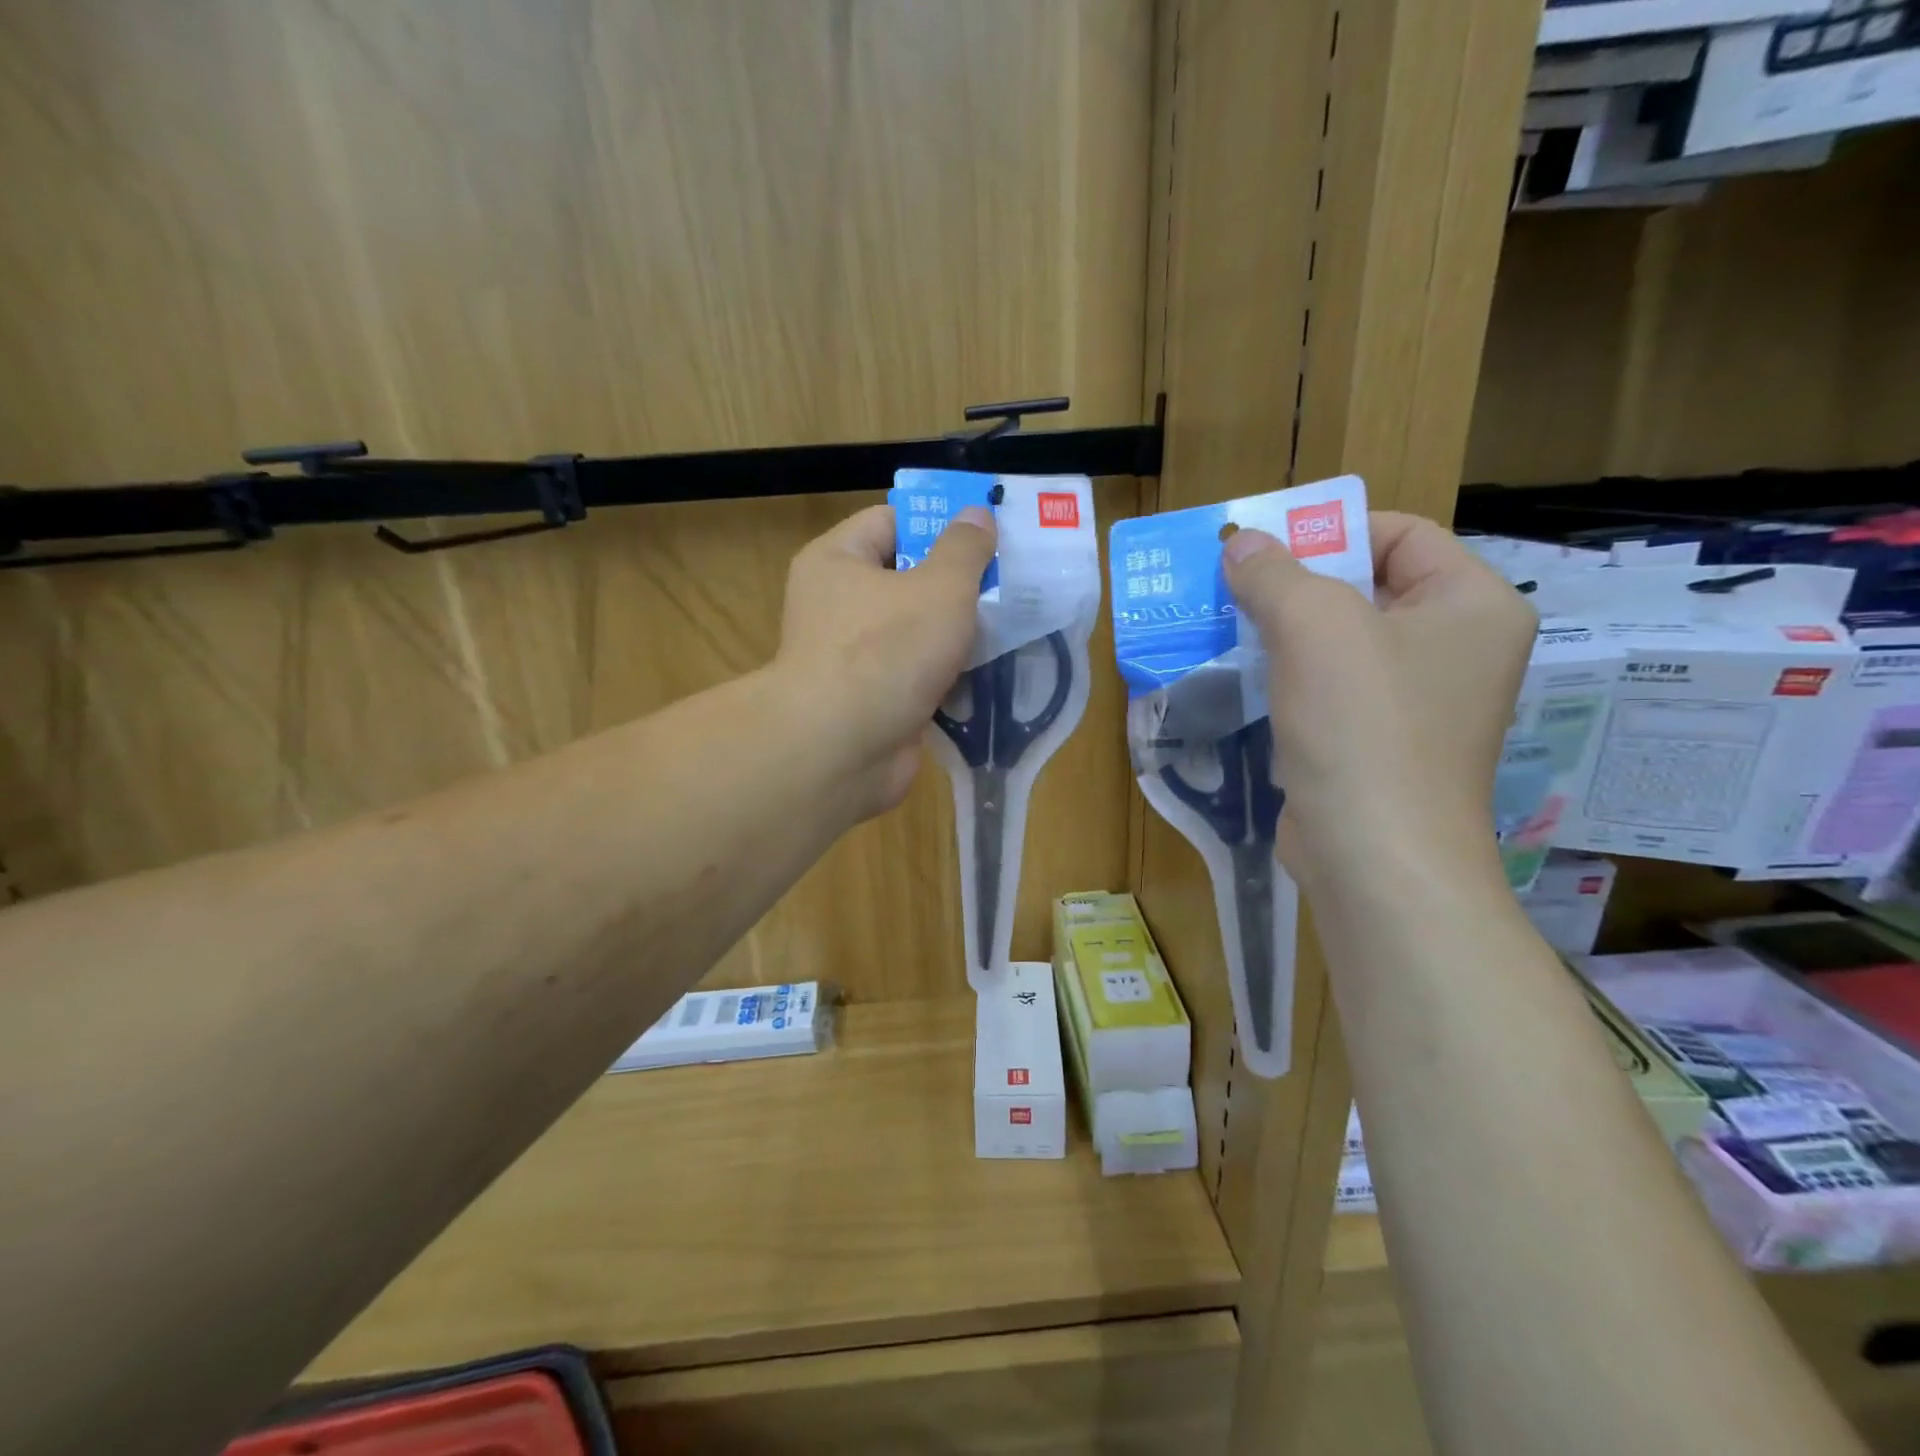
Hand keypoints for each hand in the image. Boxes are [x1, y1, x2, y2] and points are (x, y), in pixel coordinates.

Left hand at [774, 503, 995, 817]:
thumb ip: (964, 549)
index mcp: (837, 561)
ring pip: (916, 631)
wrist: (842, 752)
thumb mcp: (939, 587)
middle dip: (958, 583)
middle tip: (1010, 583)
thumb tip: (976, 515)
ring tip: (1011, 626)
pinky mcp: (872, 700)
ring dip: (958, 633)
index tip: (988, 536)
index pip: (891, 522)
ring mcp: (854, 657)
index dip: (940, 524)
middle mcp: (838, 604)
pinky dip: (948, 675)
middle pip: (906, 577)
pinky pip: (917, 674)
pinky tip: (990, 672)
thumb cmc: (886, 651)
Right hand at [1222, 511, 1535, 890]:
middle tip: (1233, 583)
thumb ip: (1275, 574)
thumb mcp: (1314, 628)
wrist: (1373, 855)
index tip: (1265, 546)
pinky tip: (1243, 675)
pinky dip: (1288, 677)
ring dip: (1284, 631)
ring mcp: (1418, 703)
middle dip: (1296, 583)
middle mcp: (1457, 649)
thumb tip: (1241, 544)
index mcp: (1472, 605)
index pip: (1401, 535)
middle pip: (1368, 587)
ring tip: (1225, 624)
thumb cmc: (1363, 727)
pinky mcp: (1377, 743)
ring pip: (1342, 643)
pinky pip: (1330, 689)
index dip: (1332, 531)